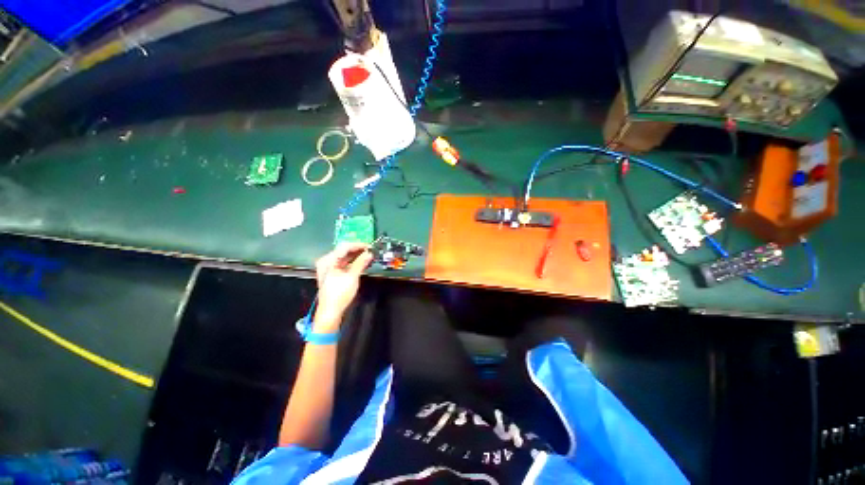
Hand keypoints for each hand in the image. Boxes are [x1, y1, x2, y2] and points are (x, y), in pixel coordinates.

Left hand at [314, 242, 372, 330]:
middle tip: (371, 251)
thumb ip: (361, 263)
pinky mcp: (333, 273)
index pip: (345, 246)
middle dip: (358, 250)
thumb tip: (369, 253)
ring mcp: (329, 267)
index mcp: (328, 260)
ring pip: (345, 257)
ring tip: (368, 256)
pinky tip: (362, 262)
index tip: (370, 246)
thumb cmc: (339, 294)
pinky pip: (344, 263)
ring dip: (357, 256)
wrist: (330, 311)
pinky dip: (353, 262)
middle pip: (344, 250)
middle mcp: (327, 261)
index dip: (358, 245)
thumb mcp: (352, 277)